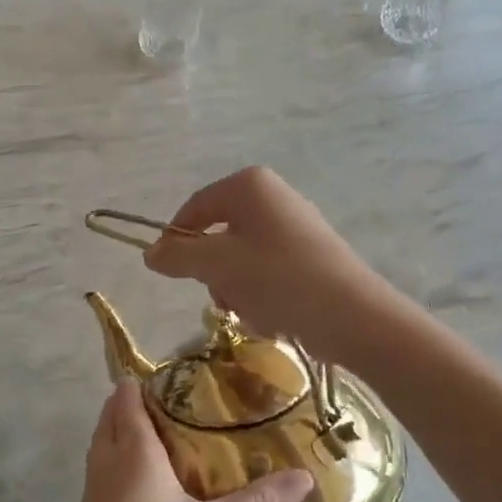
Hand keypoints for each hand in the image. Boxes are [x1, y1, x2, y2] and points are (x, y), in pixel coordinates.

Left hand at [54, 381, 311, 501]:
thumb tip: (303, 476)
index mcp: (134, 449)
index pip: (128, 395)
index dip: (147, 381)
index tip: (180, 379)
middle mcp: (108, 456)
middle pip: (112, 410)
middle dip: (138, 400)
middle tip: (180, 404)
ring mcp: (93, 481)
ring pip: (104, 436)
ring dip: (126, 425)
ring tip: (167, 432)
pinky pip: (102, 460)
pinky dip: (119, 451)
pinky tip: (148, 474)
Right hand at [142, 167, 395, 364]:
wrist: (352, 315)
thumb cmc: (278, 279)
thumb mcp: (217, 266)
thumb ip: (178, 256)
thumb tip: (150, 253)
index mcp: (249, 185)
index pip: (195, 207)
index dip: (174, 239)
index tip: (165, 272)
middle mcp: (273, 197)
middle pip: (218, 235)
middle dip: (214, 273)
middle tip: (224, 297)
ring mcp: (294, 226)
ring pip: (240, 260)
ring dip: (237, 290)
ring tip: (255, 310)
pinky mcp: (310, 256)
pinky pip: (267, 273)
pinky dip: (262, 296)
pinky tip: (275, 316)